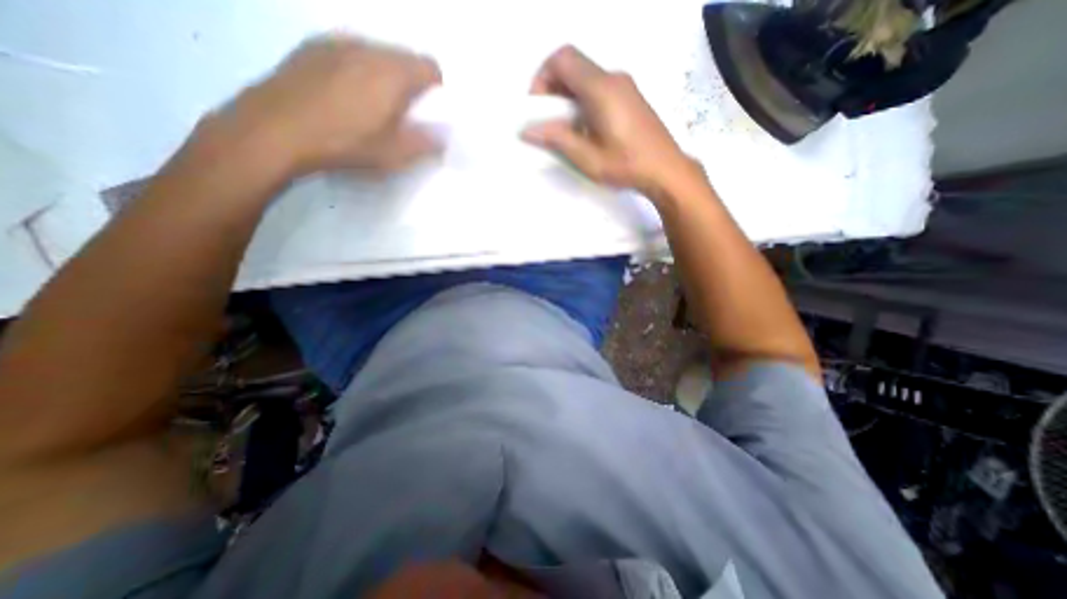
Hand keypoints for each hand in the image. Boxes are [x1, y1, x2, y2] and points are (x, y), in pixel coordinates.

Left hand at [202, 36, 438, 177]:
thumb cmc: (345, 143)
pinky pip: (349, 51)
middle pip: (403, 56)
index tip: (430, 109)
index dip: (436, 87)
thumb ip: (426, 143)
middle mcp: (367, 48)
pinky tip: (345, 93)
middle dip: (411, 81)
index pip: (429, 66)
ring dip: (384, 74)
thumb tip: (445, 136)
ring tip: (373, 104)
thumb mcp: (394, 154)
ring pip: (376, 53)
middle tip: (403, 111)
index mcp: (392, 73)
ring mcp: (336, 43)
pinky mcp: (311, 47)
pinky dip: (358, 68)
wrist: (276, 129)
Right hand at [524, 48, 691, 196]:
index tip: (539, 107)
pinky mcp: (630, 96)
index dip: (542, 77)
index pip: (562, 59)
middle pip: (573, 65)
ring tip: (565, 129)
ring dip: (568, 96)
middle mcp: (613, 78)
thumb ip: (557, 139)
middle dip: (553, 88)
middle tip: (548, 120)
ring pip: (586, 77)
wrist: (666, 170)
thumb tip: (527, 130)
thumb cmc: (626, 165)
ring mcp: (624, 85)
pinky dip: (583, 100)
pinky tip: (586, 128)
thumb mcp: (587, 157)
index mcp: (600, 89)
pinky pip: (599, 87)